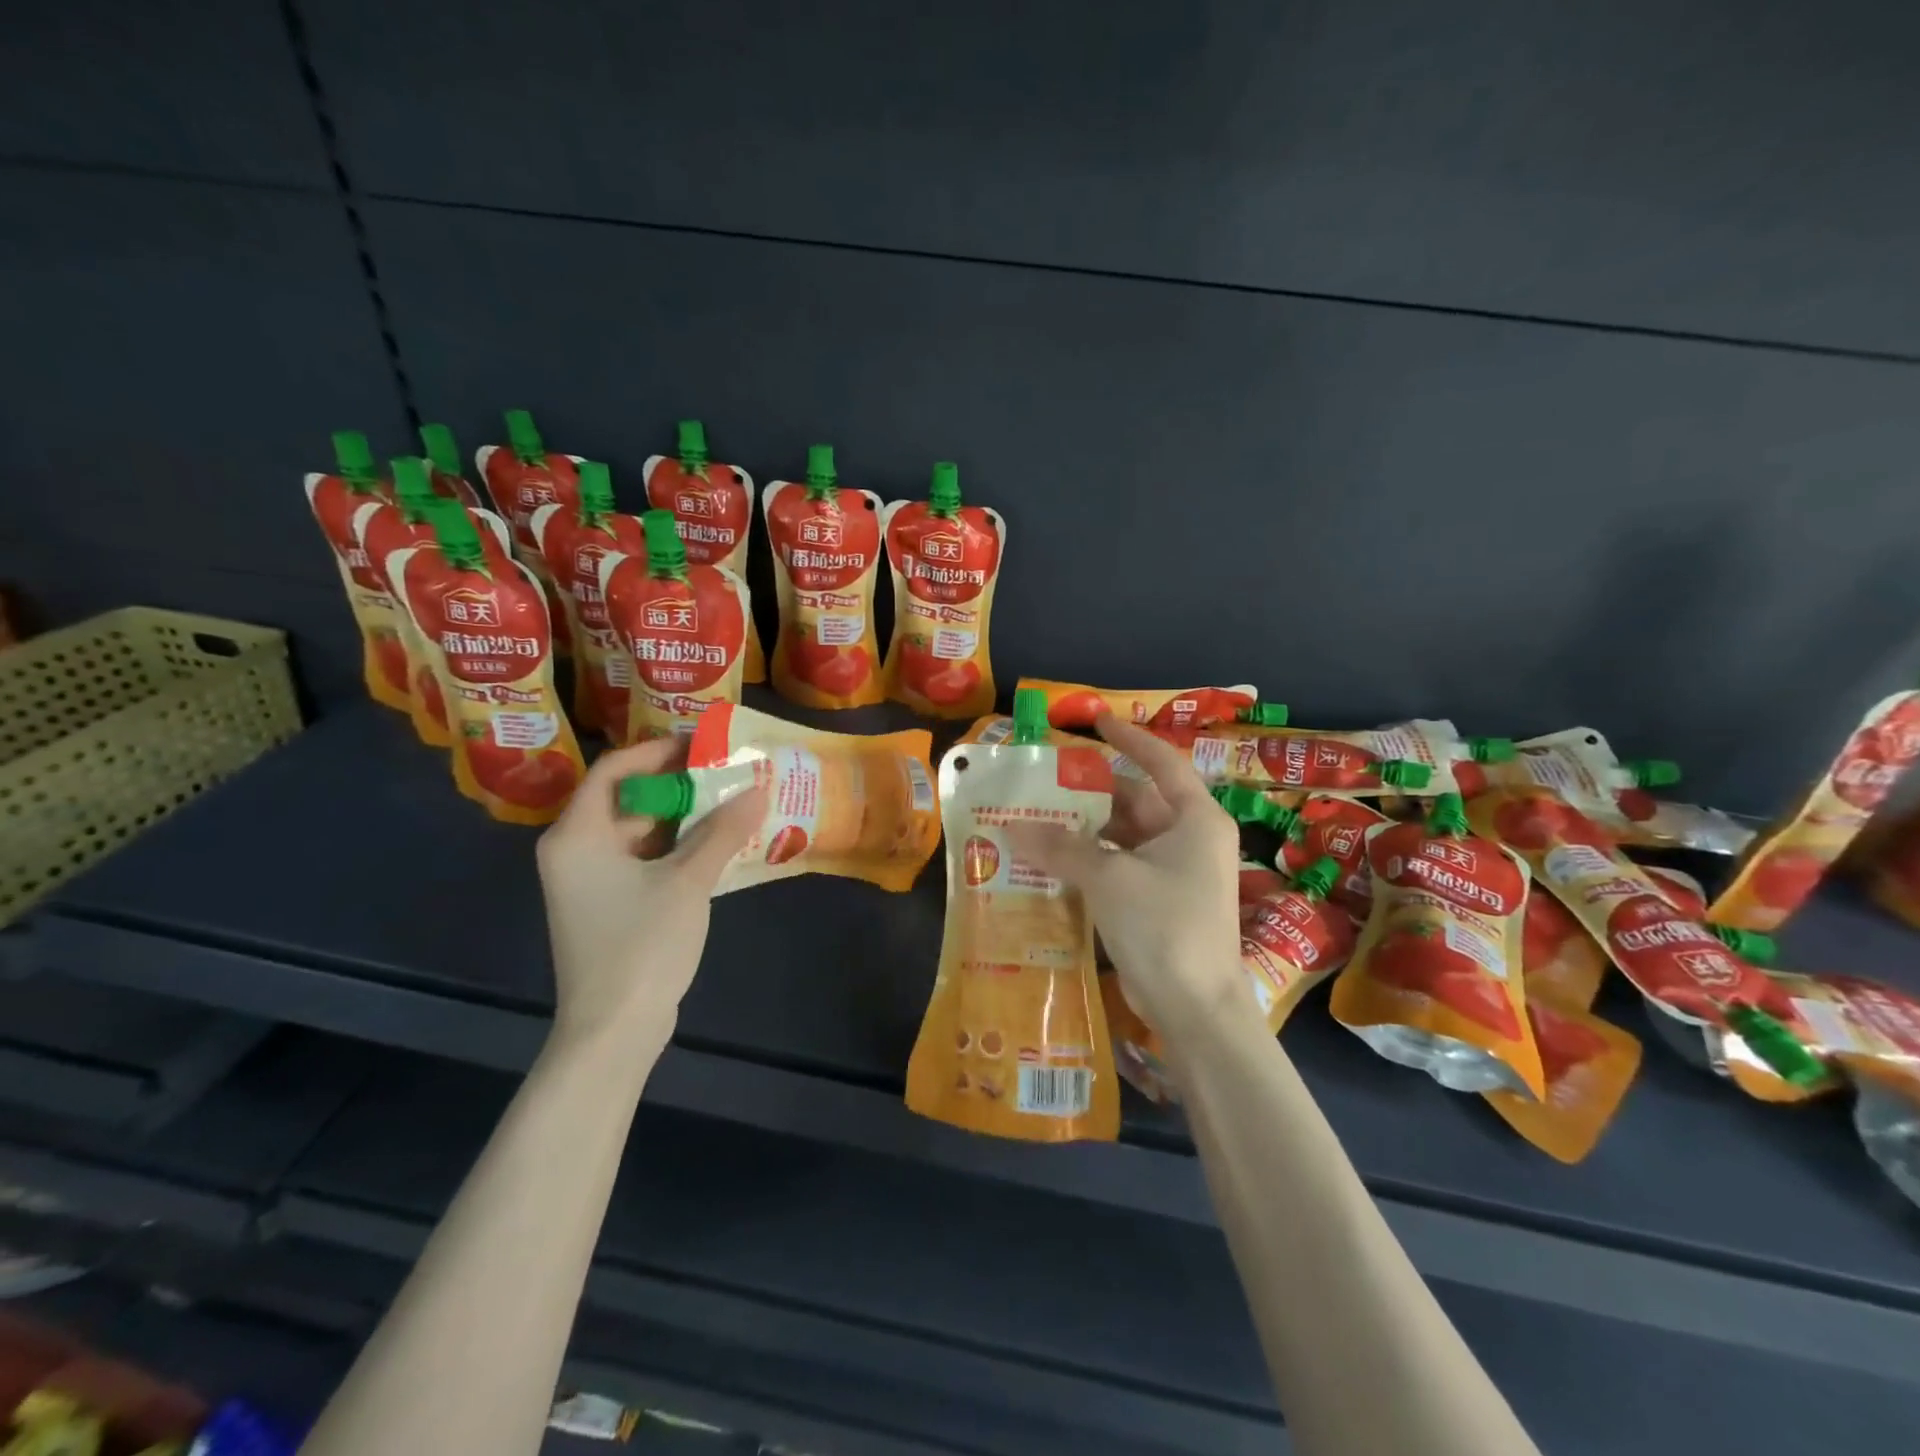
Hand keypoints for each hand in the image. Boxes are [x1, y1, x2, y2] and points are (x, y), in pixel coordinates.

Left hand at [535, 736, 767, 1053]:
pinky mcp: (607, 904)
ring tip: (729, 802)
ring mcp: (589, 881)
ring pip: (637, 830)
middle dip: (676, 784)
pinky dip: (676, 846)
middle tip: (724, 772)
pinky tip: (716, 844)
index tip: (701, 745)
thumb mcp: (687, 881)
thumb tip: (758, 788)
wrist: (614, 1030)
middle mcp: (574, 851)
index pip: (613, 770)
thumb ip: (722, 831)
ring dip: (681, 816)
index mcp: (576, 836)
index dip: (656, 751)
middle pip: (626, 798)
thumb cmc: (641, 945)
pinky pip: (642, 858)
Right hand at [1007, 714, 1253, 1044]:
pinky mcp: (1160, 902)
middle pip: (1137, 801)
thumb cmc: (1164, 926)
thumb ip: (1061, 847)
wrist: (1195, 1008)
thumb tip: (1013, 827)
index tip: (1096, 721)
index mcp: (1195, 819)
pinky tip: (1053, 861)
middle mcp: (1190, 839)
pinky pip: (1121, 867)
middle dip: (1092, 793)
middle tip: (1046, 782)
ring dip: (1086, 831)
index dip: (1129, 739)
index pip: (1162, 762)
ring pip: (1125, 837)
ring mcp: (1176, 873)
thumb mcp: (1109, 878)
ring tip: (1038, 820)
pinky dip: (1092, 862)